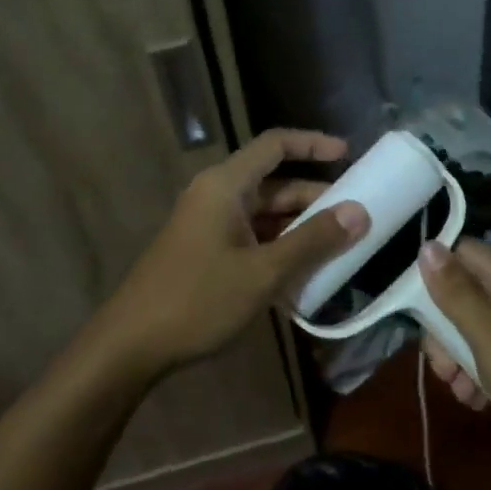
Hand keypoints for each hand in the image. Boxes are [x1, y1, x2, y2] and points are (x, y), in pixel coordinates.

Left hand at [92, 129, 368, 379]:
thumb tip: (359, 212)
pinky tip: (305, 276)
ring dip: (300, 229)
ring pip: (265, 215)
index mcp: (226, 186)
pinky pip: (252, 239)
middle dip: (315, 198)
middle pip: (274, 184)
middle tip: (356, 217)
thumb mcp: (264, 272)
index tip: (350, 155)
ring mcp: (209, 226)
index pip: (275, 145)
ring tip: (339, 250)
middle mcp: (217, 196)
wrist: (131, 345)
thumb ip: (313, 240)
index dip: (313, 144)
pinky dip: (279, 249)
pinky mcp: (206, 252)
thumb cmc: (198, 299)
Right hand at [418, 239, 490, 489]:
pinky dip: (484, 375)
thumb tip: (426, 245)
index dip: (434, 274)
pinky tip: (481, 402)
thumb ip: (456, 293)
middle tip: (442, 370)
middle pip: (466, 295)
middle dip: (445, 331)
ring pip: (479, 329)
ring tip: (462, 394)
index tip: (416, 313)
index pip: (462, 253)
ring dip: (461, 359)